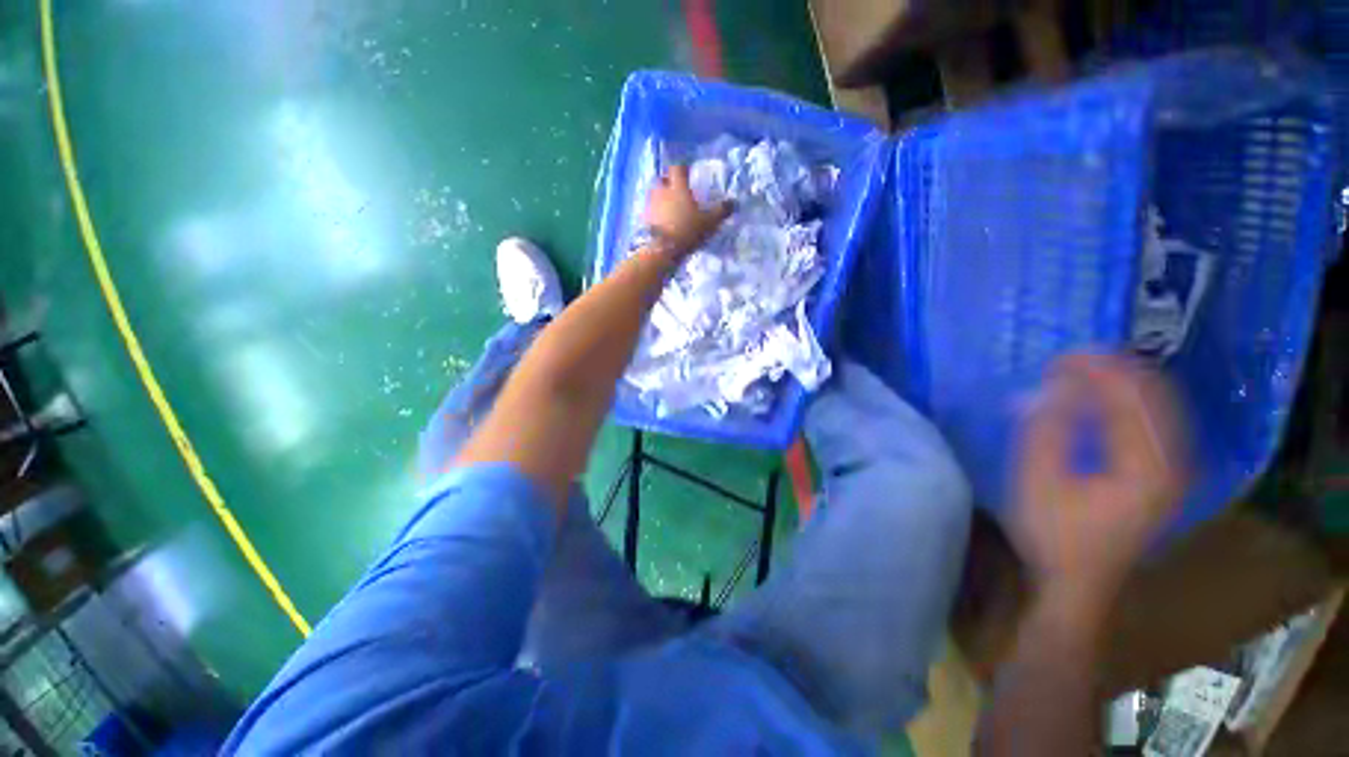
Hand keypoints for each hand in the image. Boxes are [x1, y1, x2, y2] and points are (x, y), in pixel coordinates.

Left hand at [643, 164, 732, 255]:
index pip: (678, 168)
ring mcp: (650, 204)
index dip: (683, 169)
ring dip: (660, 196)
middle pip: (662, 179)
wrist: (663, 249)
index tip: (688, 173)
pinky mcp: (644, 219)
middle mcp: (662, 190)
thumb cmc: (688, 230)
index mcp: (678, 187)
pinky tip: (661, 220)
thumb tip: (734, 202)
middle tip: (676, 189)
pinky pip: (649, 209)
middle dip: (668, 181)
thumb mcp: (709, 222)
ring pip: (654, 193)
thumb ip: (721, 211)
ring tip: (669, 205)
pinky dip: (655, 211)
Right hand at [1013, 354, 1187, 608]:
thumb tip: (1048, 387)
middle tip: (1069, 360)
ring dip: (1122, 384)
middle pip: (1155, 396)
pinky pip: (1155, 423)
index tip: (1059, 357)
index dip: (1097, 370)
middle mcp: (1173, 462)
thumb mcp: (1038, 482)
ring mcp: (1173, 471)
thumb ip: (1046, 431)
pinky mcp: (1163, 477)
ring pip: (1159, 407)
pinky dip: (1129, 403)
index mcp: (1147, 466)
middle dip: (1113, 370)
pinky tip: (1103, 400)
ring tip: (1082, 372)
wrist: (1077, 585)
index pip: (1131, 397)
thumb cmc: (1054, 535)